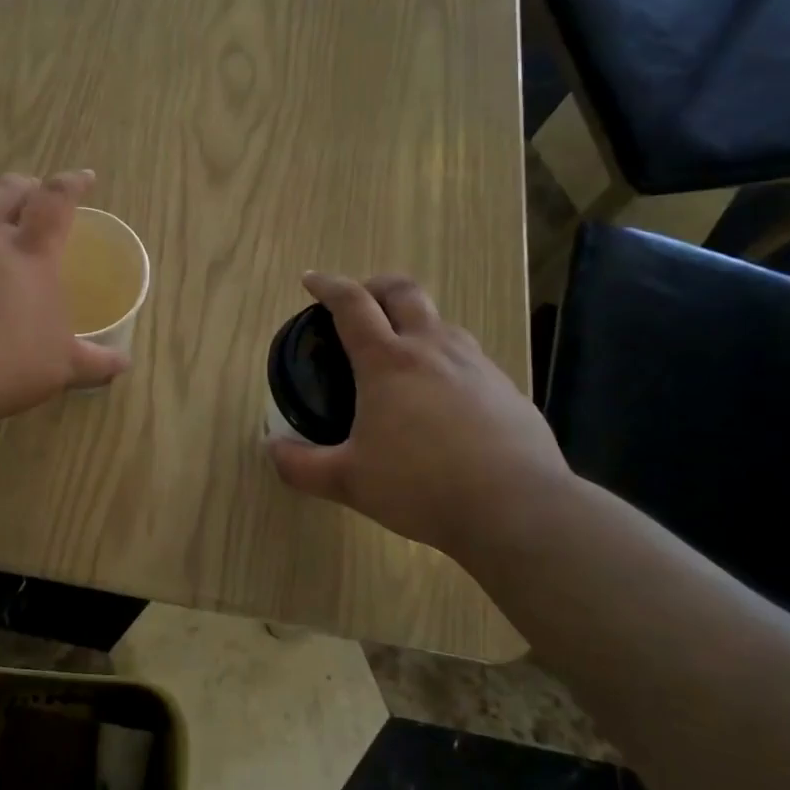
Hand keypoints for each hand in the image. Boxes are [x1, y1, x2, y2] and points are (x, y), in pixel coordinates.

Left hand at [0, 171, 128, 418]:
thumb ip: (94, 361)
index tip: (83, 177)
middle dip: (22, 186)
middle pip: (5, 191)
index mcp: (30, 254)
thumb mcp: (61, 367)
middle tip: (31, 193)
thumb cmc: (7, 366)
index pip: (56, 201)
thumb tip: (123, 363)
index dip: (71, 184)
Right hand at [268, 273, 571, 560]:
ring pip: (441, 322)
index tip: (311, 281)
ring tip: (400, 353)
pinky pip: (468, 357)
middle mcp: (432, 349)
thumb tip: (271, 450)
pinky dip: (444, 359)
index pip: (352, 304)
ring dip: (414, 322)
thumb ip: (302, 466)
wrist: (518, 509)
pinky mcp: (506, 388)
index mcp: (388, 362)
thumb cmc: (421, 487)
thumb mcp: (349, 482)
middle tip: (360, 302)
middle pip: (403, 291)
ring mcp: (476, 365)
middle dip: (375, 286)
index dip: (328, 286)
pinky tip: (442, 399)